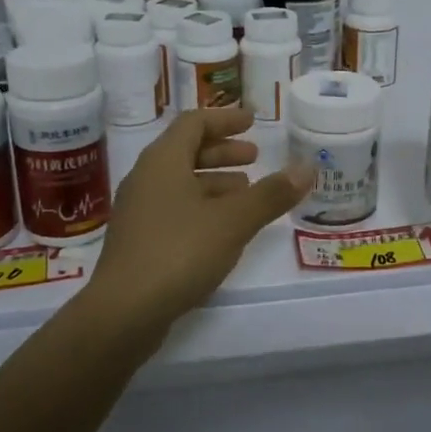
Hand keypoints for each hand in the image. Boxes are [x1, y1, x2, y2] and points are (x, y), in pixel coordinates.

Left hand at [88, 107, 310, 326]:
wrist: (123, 312)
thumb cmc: (179, 252)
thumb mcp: (233, 221)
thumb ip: (271, 194)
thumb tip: (307, 167)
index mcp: (163, 161)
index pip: (194, 123)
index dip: (225, 119)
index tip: (252, 121)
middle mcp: (146, 179)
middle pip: (185, 151)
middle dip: (223, 151)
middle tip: (255, 157)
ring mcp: (138, 211)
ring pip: (181, 183)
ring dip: (215, 182)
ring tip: (247, 191)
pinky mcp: (139, 241)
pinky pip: (175, 209)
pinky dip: (202, 207)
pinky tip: (224, 229)